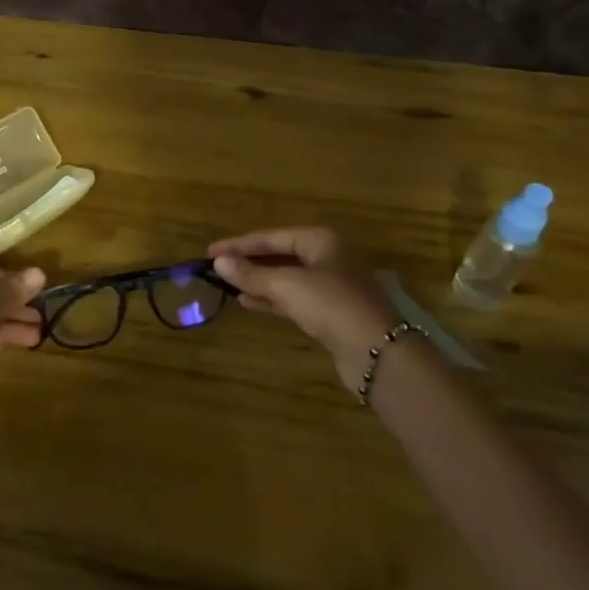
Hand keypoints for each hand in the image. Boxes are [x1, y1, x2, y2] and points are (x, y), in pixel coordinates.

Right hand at [209, 228, 400, 393]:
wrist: (378, 352)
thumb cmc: (331, 304)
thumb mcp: (286, 285)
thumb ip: (251, 274)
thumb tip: (218, 263)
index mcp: (321, 240)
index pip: (271, 236)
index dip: (239, 244)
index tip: (210, 252)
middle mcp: (328, 257)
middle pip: (280, 254)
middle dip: (249, 262)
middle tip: (218, 267)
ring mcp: (332, 286)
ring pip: (287, 278)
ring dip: (258, 281)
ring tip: (228, 285)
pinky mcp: (332, 312)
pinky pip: (294, 298)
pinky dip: (271, 299)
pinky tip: (248, 303)